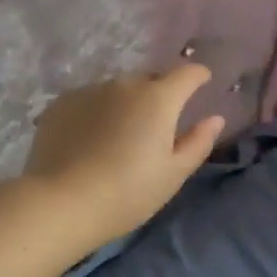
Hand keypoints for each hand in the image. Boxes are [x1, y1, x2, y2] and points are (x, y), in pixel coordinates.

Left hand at [21, 65, 225, 247]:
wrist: (62, 202)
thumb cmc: (128, 193)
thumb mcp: (173, 174)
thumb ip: (198, 142)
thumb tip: (215, 118)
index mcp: (158, 98)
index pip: (187, 73)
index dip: (198, 77)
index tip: (201, 85)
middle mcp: (124, 84)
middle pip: (150, 81)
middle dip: (158, 96)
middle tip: (155, 128)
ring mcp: (89, 90)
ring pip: (117, 90)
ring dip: (124, 105)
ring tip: (118, 137)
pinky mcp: (61, 103)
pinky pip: (88, 100)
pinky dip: (95, 113)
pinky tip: (88, 141)